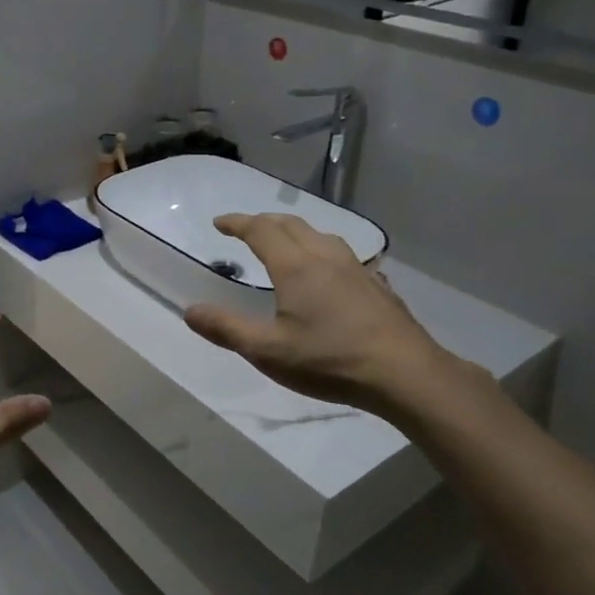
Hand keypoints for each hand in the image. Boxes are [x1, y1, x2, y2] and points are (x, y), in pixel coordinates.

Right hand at [183, 213, 481, 419]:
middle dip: (264, 222)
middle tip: (246, 229)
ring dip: (295, 232)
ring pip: (320, 235)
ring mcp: (356, 268)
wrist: (405, 373)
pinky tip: (329, 273)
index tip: (220, 223)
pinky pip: (342, 255)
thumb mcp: (267, 351)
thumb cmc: (329, 360)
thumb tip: (189, 310)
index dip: (238, 222)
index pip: (261, 230)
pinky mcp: (377, 285)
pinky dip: (322, 251)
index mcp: (295, 266)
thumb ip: (226, 328)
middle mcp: (325, 257)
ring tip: (285, 244)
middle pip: (291, 225)